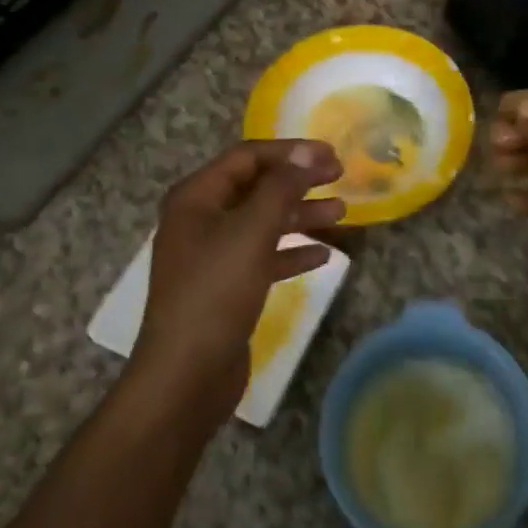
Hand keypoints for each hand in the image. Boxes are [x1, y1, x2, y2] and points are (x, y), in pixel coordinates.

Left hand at [134, 140, 345, 428]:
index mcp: (196, 198)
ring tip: (342, 212)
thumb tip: (308, 152)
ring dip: (301, 214)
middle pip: (257, 187)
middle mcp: (201, 219)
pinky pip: (264, 256)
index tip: (331, 154)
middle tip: (340, 176)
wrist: (185, 376)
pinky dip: (291, 251)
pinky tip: (323, 254)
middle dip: (299, 180)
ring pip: (263, 222)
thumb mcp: (252, 232)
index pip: (247, 157)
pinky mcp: (227, 286)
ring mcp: (213, 254)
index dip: (291, 151)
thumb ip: (282, 187)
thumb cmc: (216, 292)